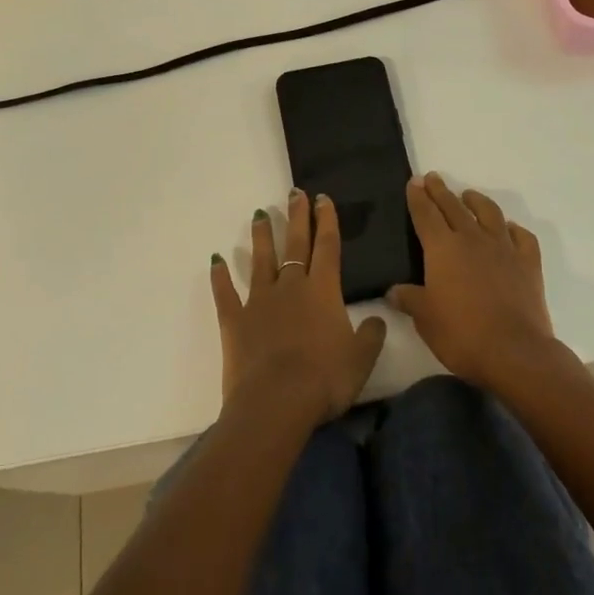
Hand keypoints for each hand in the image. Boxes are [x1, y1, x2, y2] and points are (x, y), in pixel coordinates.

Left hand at [210, 190, 387, 424]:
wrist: (276, 402)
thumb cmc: (325, 379)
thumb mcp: (361, 359)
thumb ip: (371, 335)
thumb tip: (377, 317)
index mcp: (323, 291)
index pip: (327, 247)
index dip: (327, 221)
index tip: (323, 198)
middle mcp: (291, 287)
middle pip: (295, 245)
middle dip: (297, 217)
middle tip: (295, 192)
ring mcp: (259, 301)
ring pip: (261, 260)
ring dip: (261, 236)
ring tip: (259, 214)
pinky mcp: (234, 320)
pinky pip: (225, 293)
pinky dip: (220, 276)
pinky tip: (215, 260)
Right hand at [387, 173, 559, 389]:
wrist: (514, 351)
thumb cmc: (461, 334)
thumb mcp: (425, 319)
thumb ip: (409, 299)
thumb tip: (393, 290)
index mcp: (443, 248)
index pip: (426, 214)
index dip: (418, 197)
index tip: (414, 181)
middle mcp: (472, 239)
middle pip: (454, 207)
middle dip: (441, 191)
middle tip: (433, 178)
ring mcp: (504, 248)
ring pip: (489, 213)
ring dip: (476, 201)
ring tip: (468, 195)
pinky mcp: (528, 263)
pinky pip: (521, 237)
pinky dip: (513, 229)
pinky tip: (508, 229)